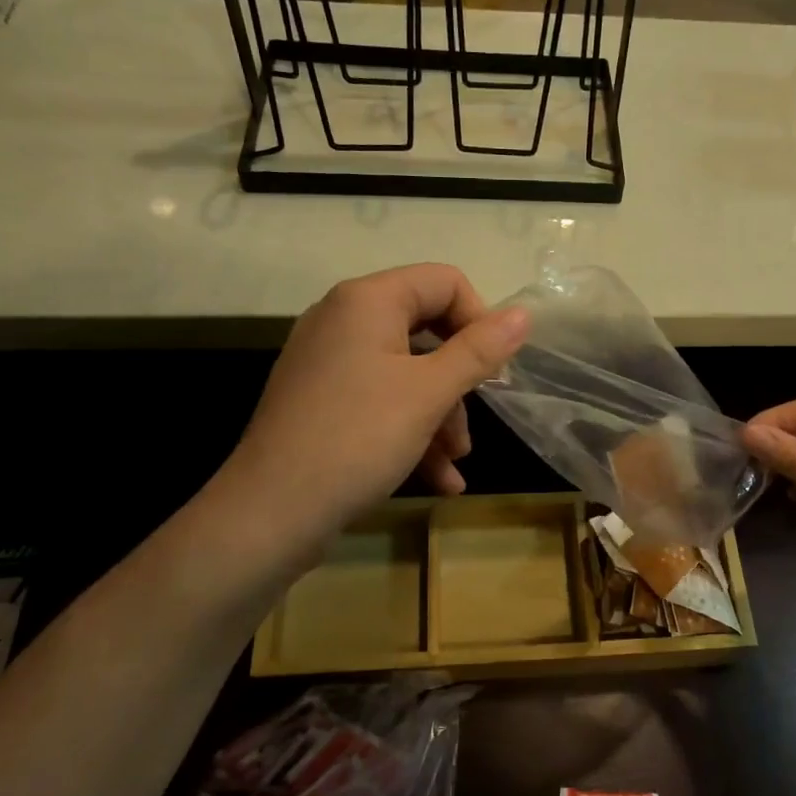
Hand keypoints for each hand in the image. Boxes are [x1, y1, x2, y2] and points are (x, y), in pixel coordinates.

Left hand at [221, 264, 527, 542]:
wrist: (271, 513)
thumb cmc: (358, 439)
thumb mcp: (429, 393)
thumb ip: (479, 351)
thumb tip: (524, 314)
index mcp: (367, 301)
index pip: (444, 282)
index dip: (479, 320)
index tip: (494, 371)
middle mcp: (343, 320)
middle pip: (427, 330)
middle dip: (459, 382)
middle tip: (476, 421)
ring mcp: (329, 362)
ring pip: (407, 373)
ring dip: (440, 416)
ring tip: (456, 463)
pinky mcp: (322, 401)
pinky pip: (380, 400)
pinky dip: (411, 431)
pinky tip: (439, 479)